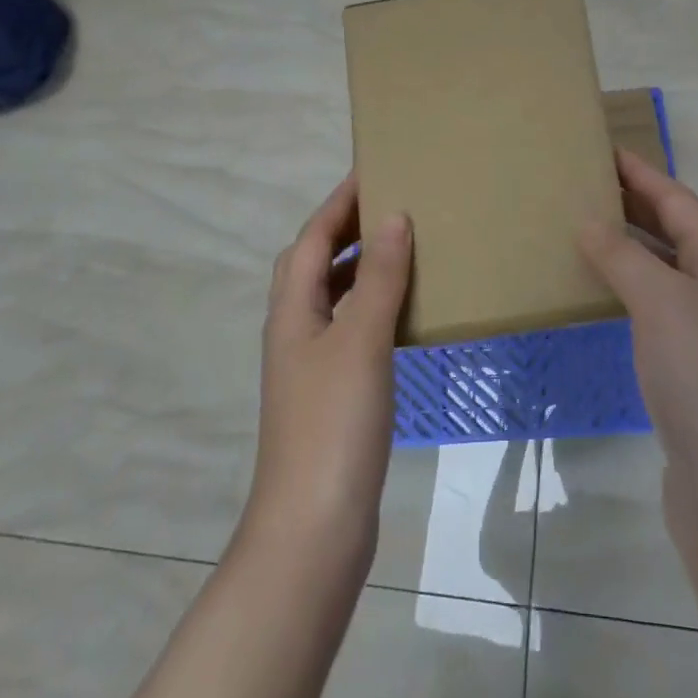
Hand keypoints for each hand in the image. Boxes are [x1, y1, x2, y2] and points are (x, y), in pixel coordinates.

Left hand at [245, 174, 412, 560]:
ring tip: (405, 249)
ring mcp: (312, 365)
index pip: (311, 239)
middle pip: (314, 264)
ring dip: (362, 268)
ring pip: (334, 298)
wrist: (314, 528)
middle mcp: (295, 330)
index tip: (372, 170)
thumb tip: (393, 217)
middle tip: (393, 204)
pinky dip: (374, 308)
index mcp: (291, 311)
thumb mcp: (360, 341)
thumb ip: (378, 279)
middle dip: (347, 229)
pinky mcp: (332, 394)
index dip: (338, 203)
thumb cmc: (334, 425)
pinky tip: (405, 314)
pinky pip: (353, 329)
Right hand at [577, 149, 697, 510]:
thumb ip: (625, 259)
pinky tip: (596, 299)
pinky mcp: (684, 376)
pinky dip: (623, 295)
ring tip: (581, 233)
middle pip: (674, 235)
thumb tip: (589, 222)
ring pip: (661, 276)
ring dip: (627, 250)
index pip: (680, 204)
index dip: (644, 174)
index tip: (605, 151)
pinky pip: (649, 315)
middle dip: (635, 206)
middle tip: (585, 187)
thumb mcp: (663, 304)